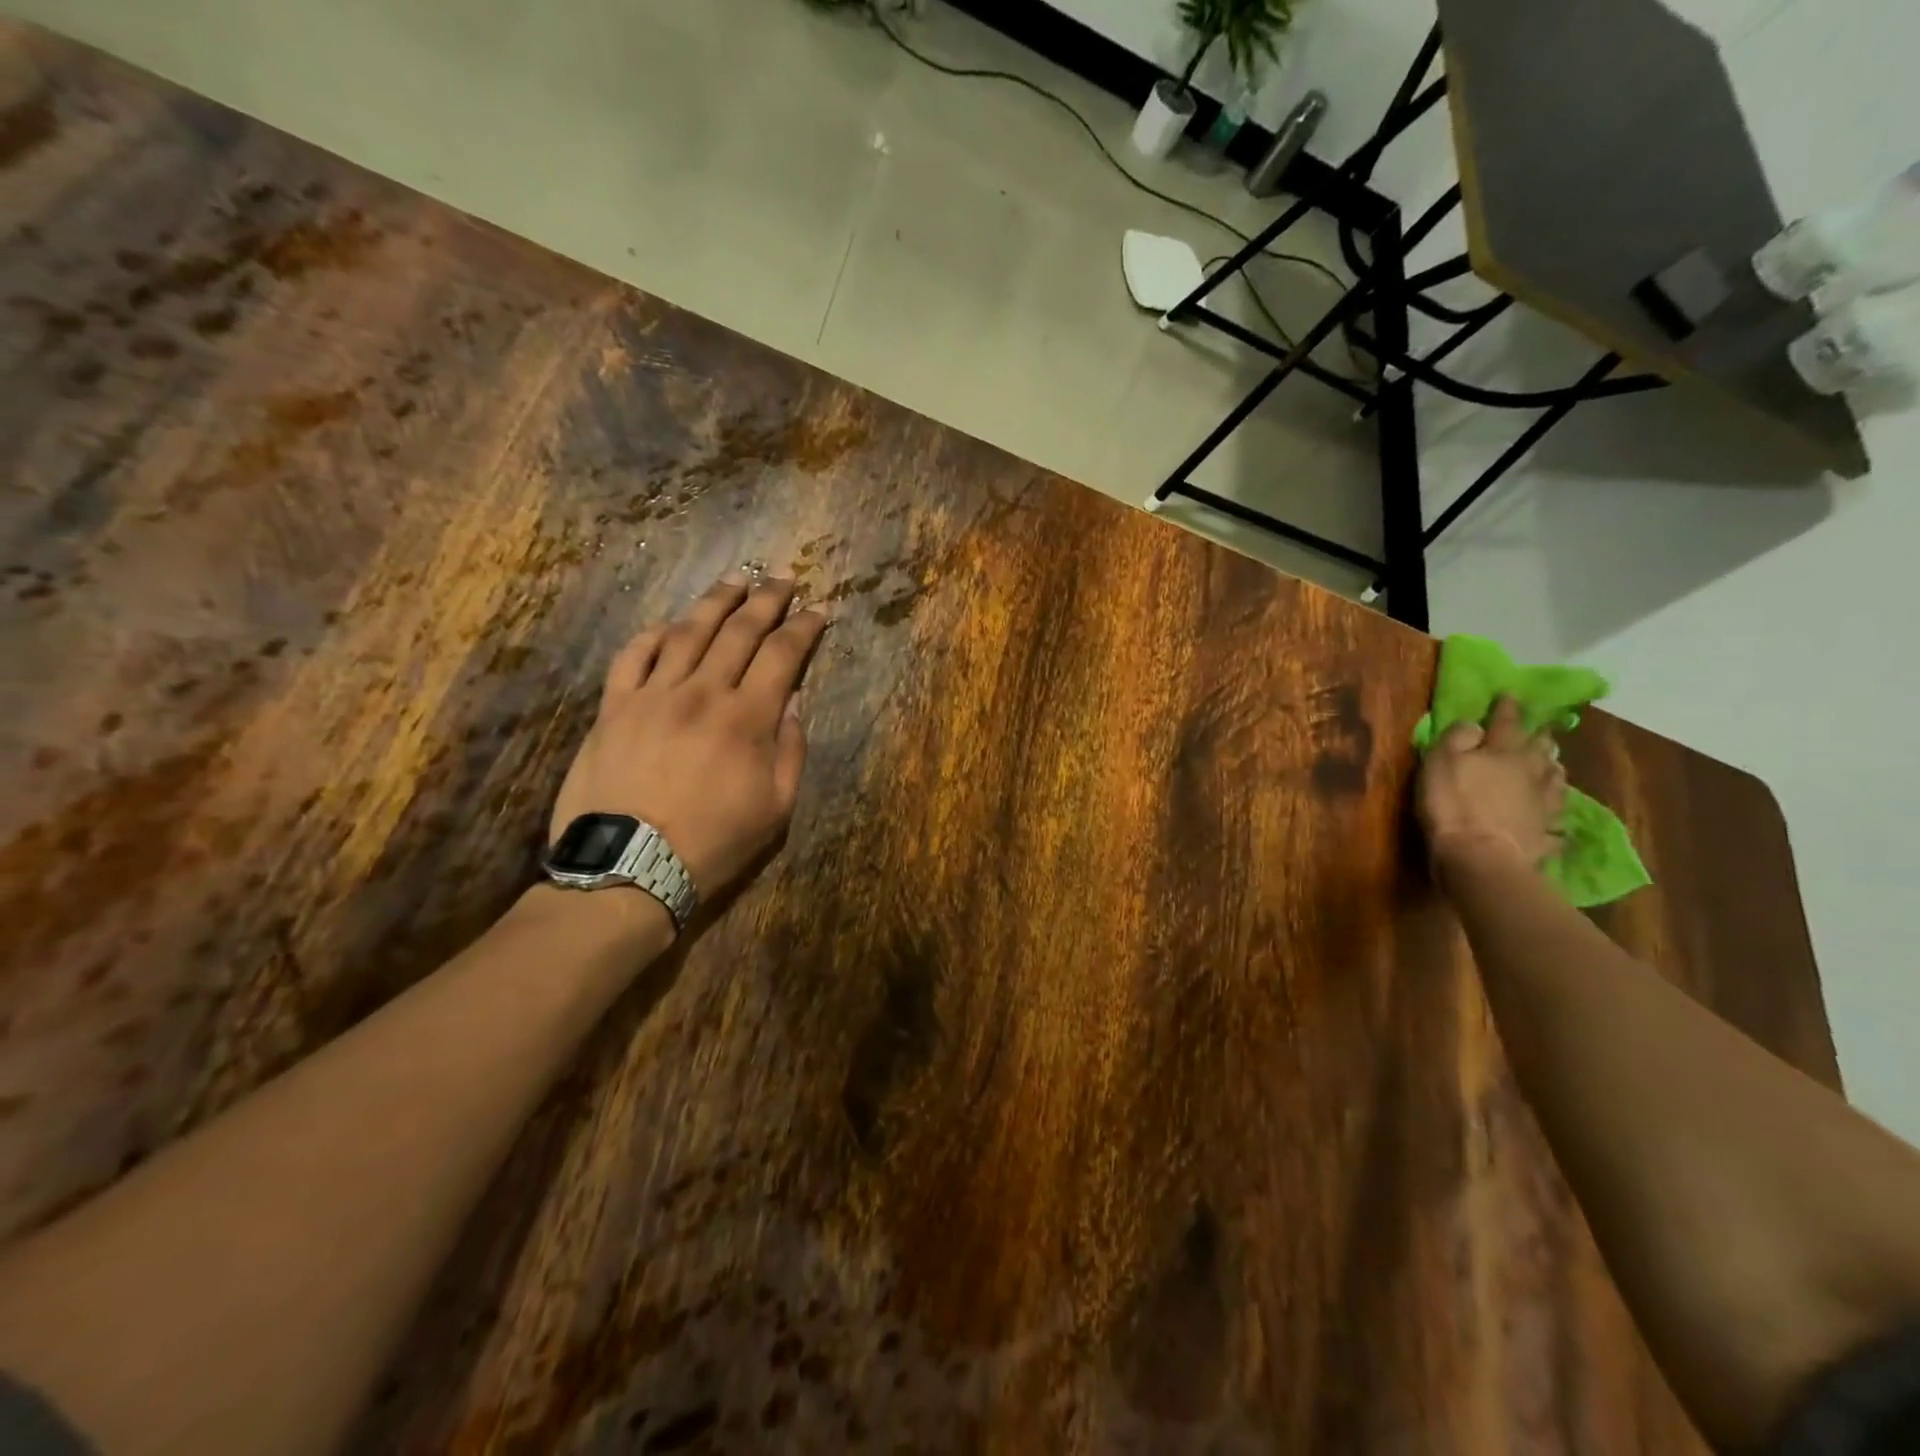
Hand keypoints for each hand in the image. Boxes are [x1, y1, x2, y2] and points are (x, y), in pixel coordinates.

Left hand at [549, 572, 827, 900]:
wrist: (630, 867)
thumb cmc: (714, 842)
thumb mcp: (776, 808)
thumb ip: (790, 750)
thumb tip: (792, 703)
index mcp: (748, 718)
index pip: (783, 655)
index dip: (804, 628)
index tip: (818, 610)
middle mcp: (703, 692)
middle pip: (739, 631)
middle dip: (767, 599)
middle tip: (782, 577)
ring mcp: (653, 695)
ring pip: (687, 632)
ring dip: (715, 601)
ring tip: (735, 580)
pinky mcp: (614, 707)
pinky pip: (633, 655)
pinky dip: (654, 634)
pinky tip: (670, 623)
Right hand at [1417, 695, 1567, 870]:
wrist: (1481, 857)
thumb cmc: (1453, 804)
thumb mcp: (1440, 762)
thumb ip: (1457, 738)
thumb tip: (1475, 725)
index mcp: (1504, 752)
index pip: (1507, 722)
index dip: (1507, 707)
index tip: (1511, 694)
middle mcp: (1531, 773)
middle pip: (1540, 750)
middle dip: (1540, 737)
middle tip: (1543, 730)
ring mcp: (1542, 805)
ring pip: (1555, 781)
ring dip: (1554, 771)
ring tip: (1554, 766)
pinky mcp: (1545, 834)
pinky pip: (1555, 822)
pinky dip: (1556, 817)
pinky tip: (1556, 820)